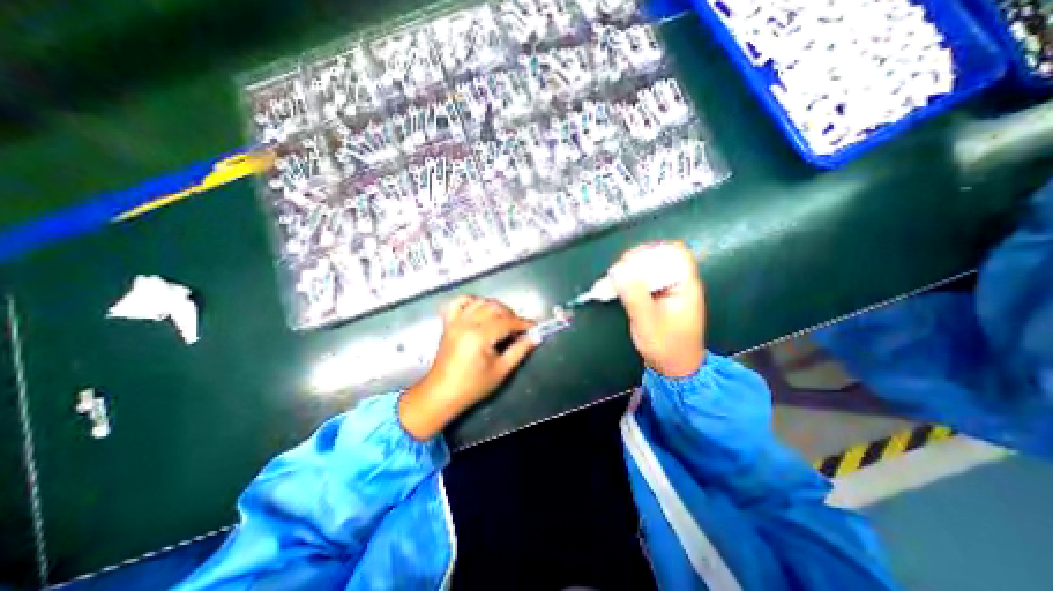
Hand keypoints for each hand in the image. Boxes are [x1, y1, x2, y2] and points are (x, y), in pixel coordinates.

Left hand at [398, 296, 537, 437]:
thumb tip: (535, 337)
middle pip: (494, 308)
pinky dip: (471, 301)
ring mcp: (455, 321)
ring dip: (494, 307)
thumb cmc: (472, 386)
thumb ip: (519, 350)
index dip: (523, 323)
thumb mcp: (501, 370)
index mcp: (479, 336)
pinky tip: (480, 309)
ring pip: (480, 302)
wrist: (442, 393)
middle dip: (511, 315)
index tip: (534, 327)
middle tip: (519, 328)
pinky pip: (459, 303)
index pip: (507, 321)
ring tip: (503, 320)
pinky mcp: (448, 323)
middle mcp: (466, 323)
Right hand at [609, 241, 706, 375]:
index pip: (674, 253)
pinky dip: (629, 280)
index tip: (628, 261)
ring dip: (630, 270)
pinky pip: (643, 279)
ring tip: (614, 280)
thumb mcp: (648, 322)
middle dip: (636, 261)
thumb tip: (618, 270)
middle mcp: (679, 282)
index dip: (652, 251)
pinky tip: (617, 287)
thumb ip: (634, 296)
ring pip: (650, 267)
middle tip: (616, 273)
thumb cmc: (666, 346)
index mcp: (685, 285)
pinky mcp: (658, 295)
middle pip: (660, 256)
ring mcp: (669, 288)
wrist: (674, 367)